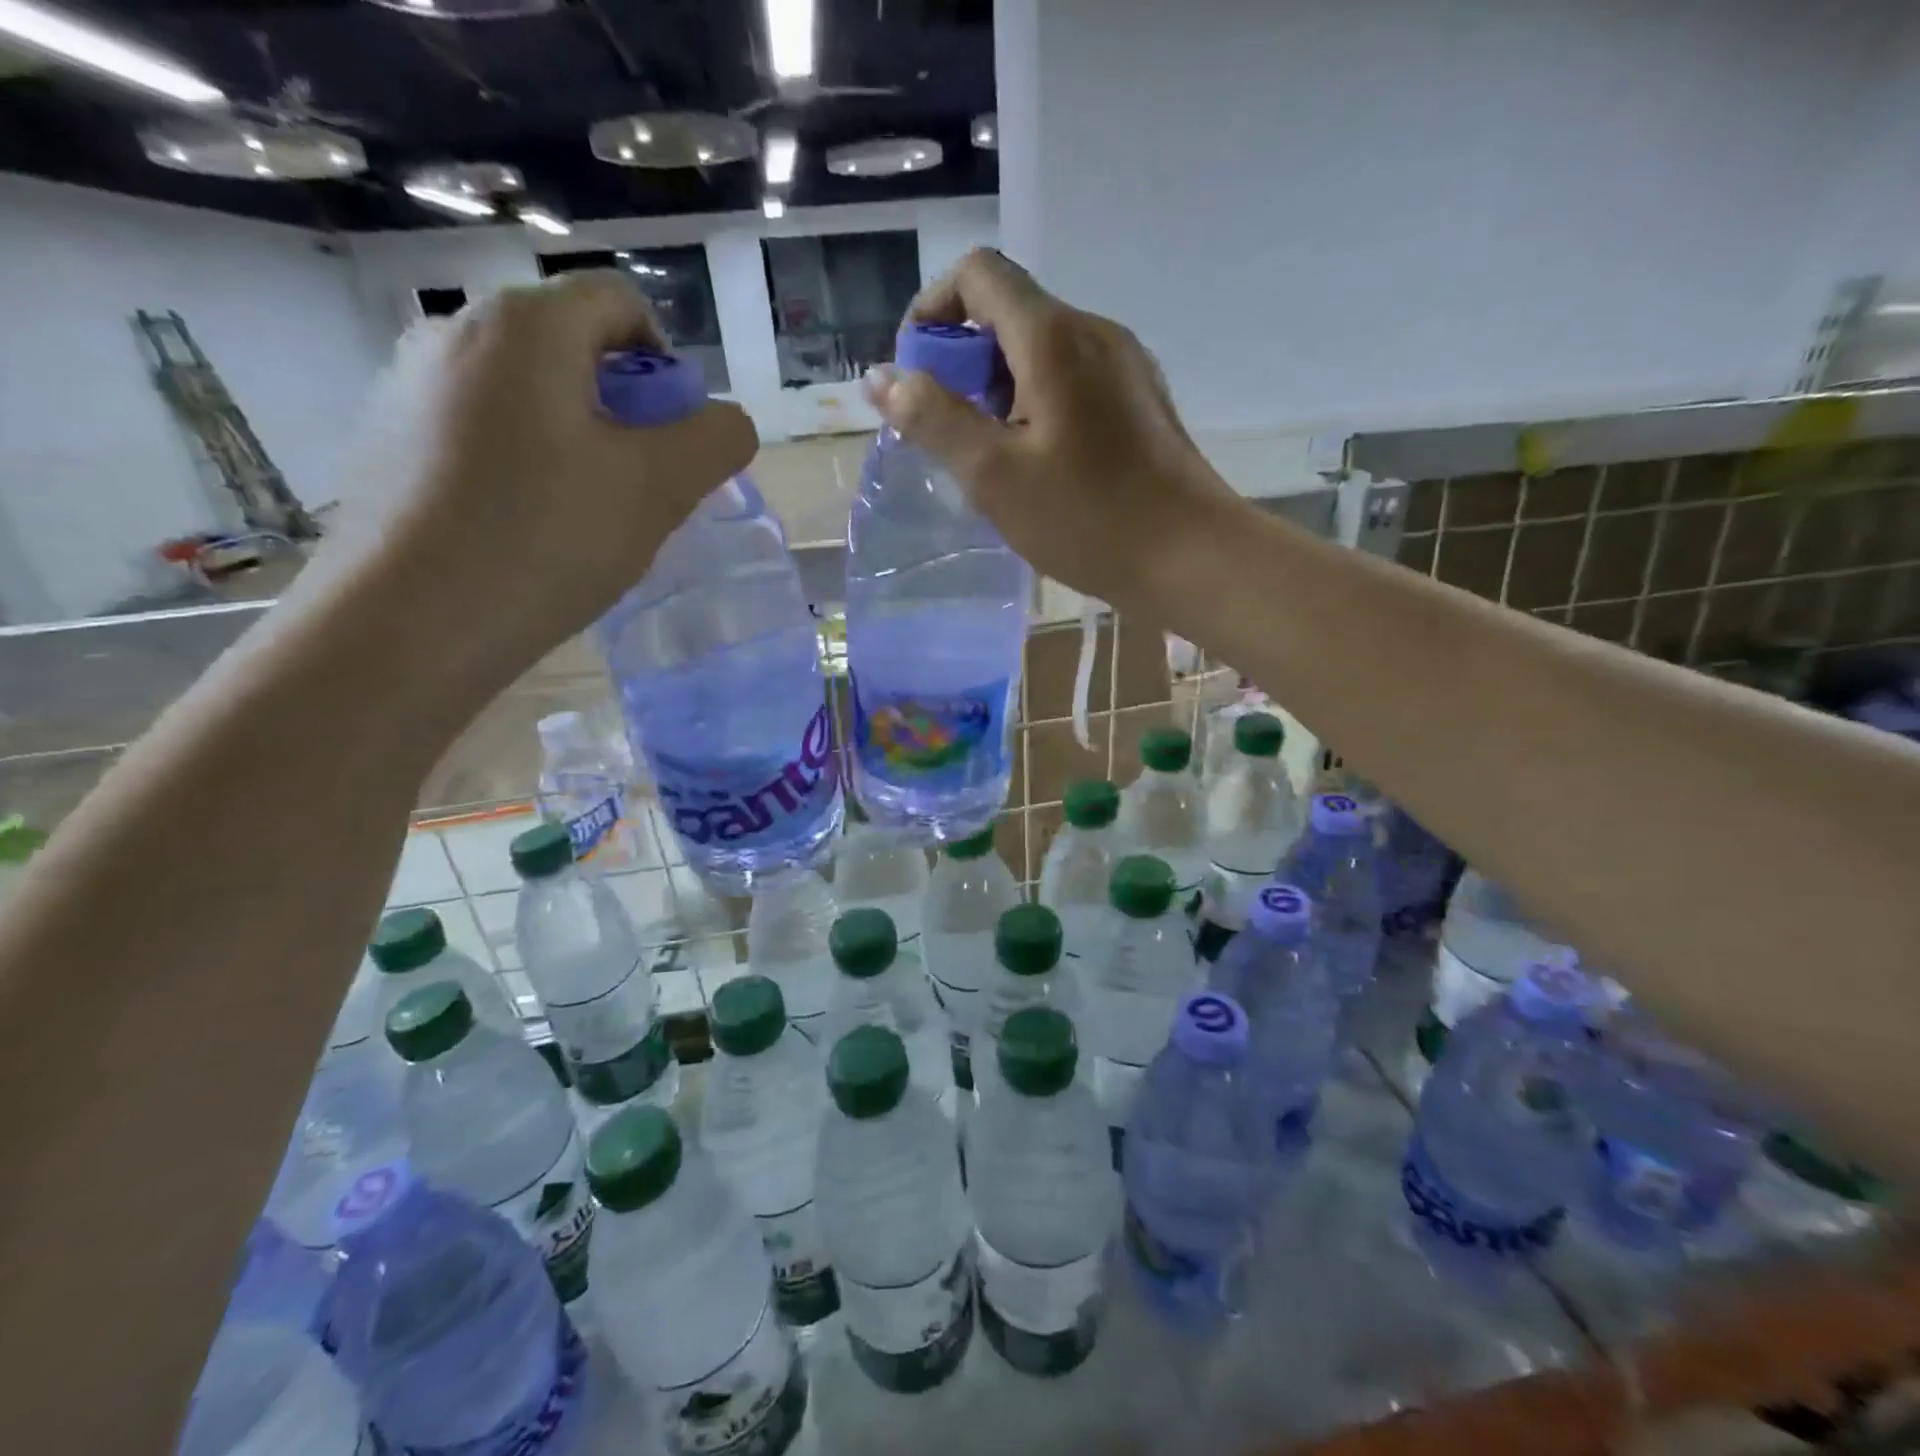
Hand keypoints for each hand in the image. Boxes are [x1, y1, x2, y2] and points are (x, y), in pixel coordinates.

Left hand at [341, 270, 756, 690]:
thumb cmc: (546, 540)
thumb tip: (725, 422)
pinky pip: (483, 427)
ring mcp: (409, 383)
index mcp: (525, 325)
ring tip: (585, 515)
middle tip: (638, 486)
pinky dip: (525, 460)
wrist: (409, 624)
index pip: (621, 303)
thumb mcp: (660, 489)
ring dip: (578, 438)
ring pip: (528, 391)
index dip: (668, 365)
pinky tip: (528, 527)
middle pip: (572, 345)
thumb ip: (716, 440)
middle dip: (625, 408)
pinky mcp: (387, 437)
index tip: (672, 440)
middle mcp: (455, 330)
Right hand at [863, 248, 1239, 613]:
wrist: (1189, 556)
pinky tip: (1040, 464)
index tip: (919, 375)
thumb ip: (933, 419)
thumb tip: (880, 376)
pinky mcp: (1141, 399)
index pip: (978, 274)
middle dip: (965, 361)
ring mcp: (1126, 364)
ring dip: (1001, 388)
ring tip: (995, 458)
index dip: (933, 310)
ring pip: (1043, 350)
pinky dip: (1039, 403)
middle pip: (1011, 312)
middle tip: (954, 434)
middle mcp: (1094, 331)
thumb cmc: (1087, 519)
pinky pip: (1074, 379)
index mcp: (1054, 336)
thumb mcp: (994, 474)